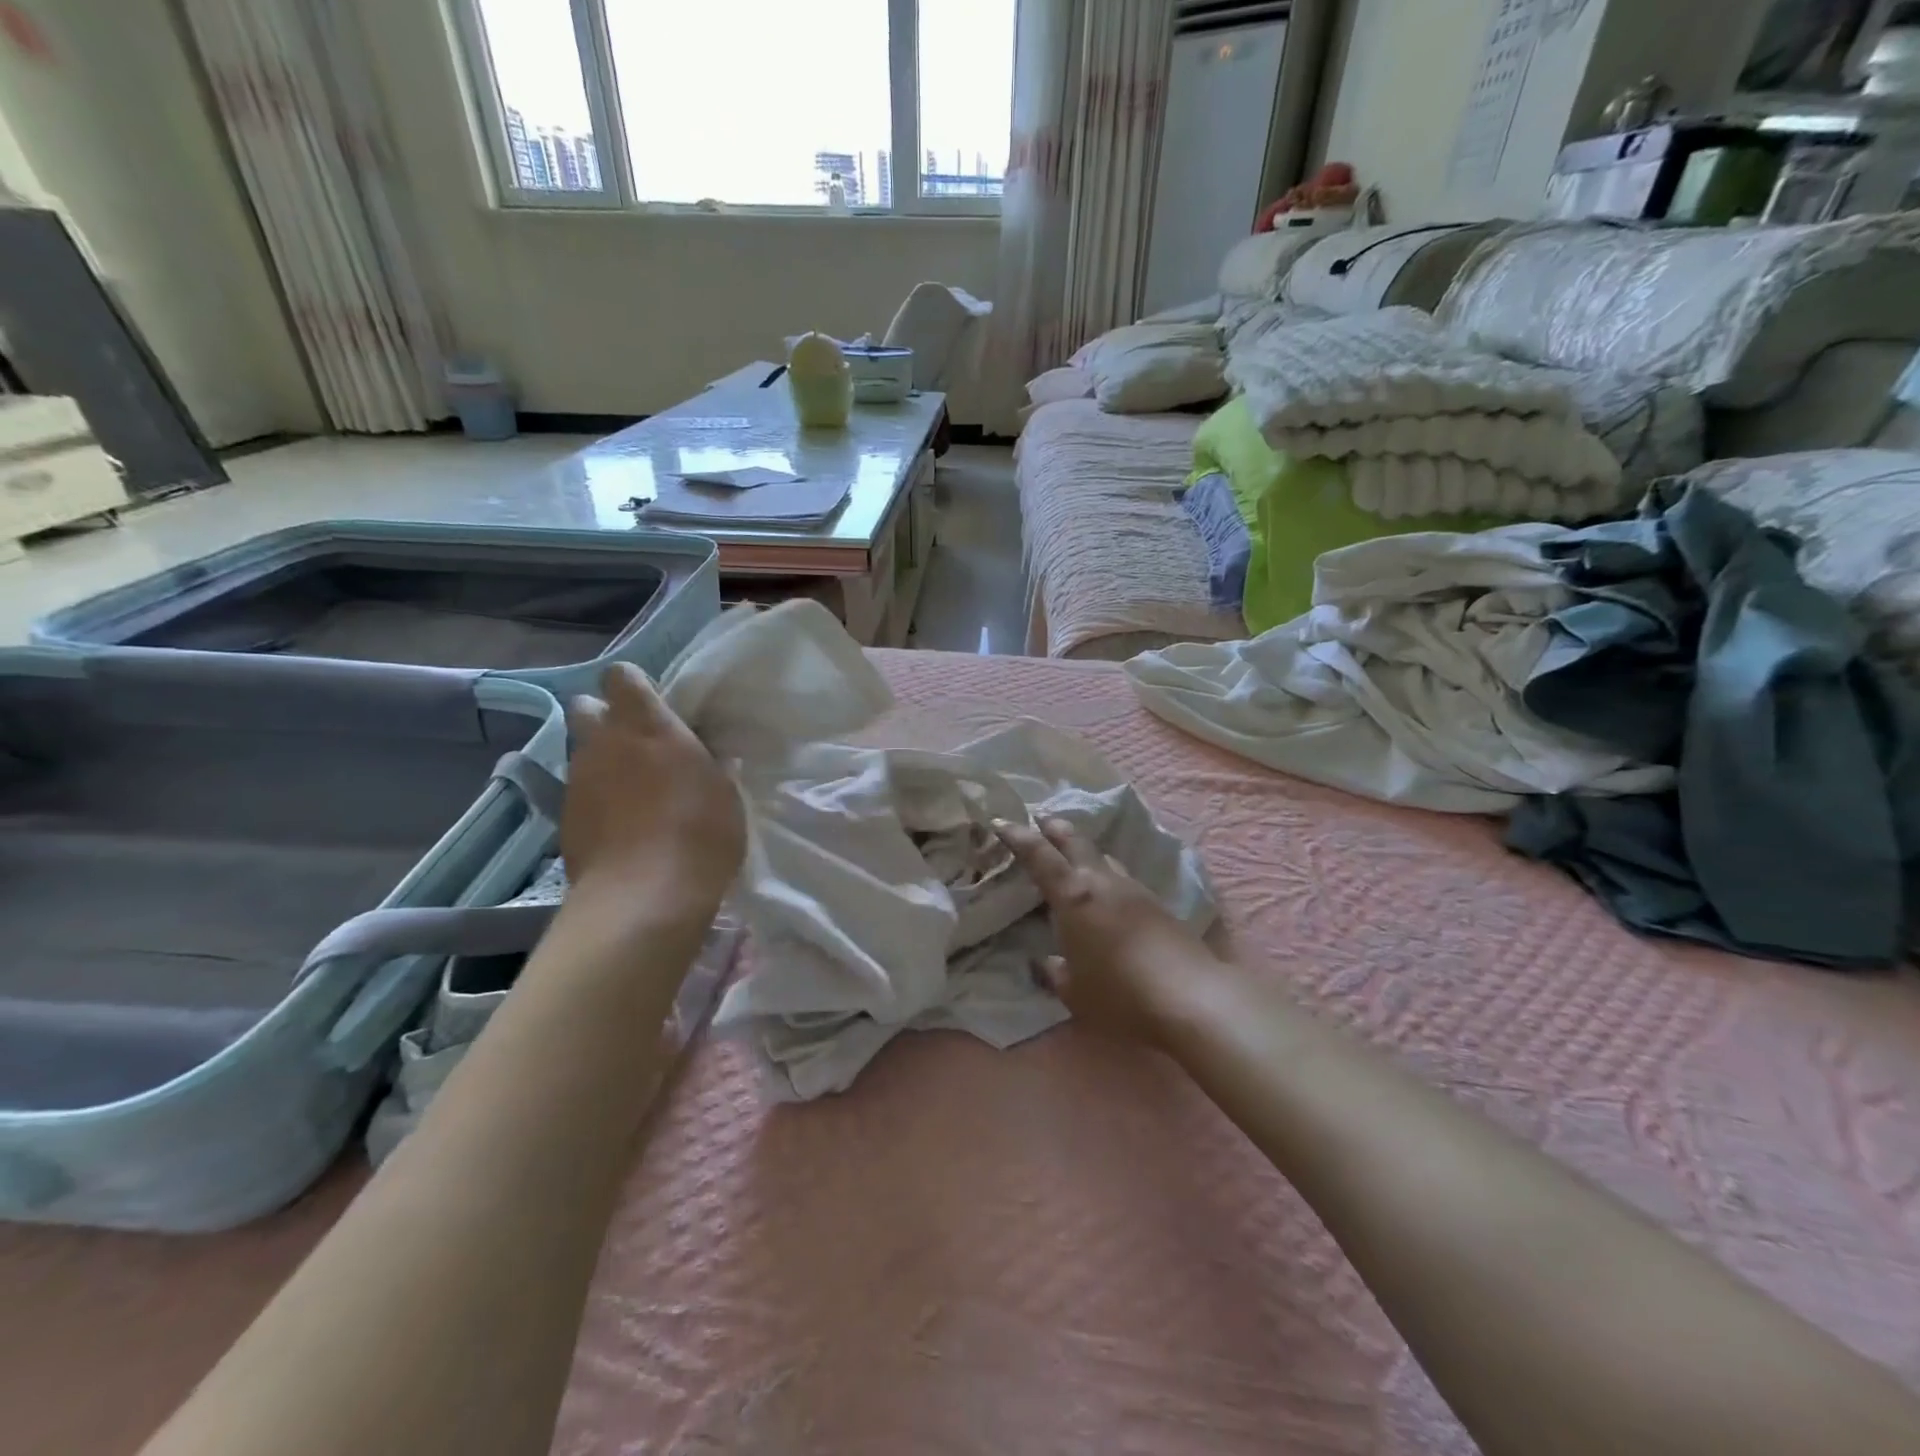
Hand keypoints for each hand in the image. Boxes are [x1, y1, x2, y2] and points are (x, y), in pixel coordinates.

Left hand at [562, 663, 744, 920]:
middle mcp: (603, 743)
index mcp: (646, 725)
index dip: (636, 687)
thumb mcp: (725, 792)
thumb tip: (710, 754)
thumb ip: (710, 764)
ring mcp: (578, 781)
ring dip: (603, 761)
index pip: (622, 677)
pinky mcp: (564, 818)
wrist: (644, 896)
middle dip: (606, 719)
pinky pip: (579, 793)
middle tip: (638, 746)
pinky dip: (597, 799)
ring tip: (633, 791)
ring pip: (582, 752)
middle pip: (587, 708)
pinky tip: (621, 825)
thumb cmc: (700, 833)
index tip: (657, 707)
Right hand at [994, 817, 1218, 1047]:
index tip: (1000, 822)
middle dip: (1054, 829)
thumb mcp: (1074, 991)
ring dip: (1084, 853)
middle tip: (1041, 822)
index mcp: (1073, 896)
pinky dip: (1106, 876)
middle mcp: (1103, 882)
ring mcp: (1134, 889)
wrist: (1190, 998)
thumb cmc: (1119, 994)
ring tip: (1074, 860)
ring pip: (1103, 858)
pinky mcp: (1158, 904)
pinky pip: (1122, 878)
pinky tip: (1107, 895)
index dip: (1017, 836)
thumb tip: (1044, 962)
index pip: (1039, 855)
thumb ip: (1054, 972)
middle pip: (1076, 841)